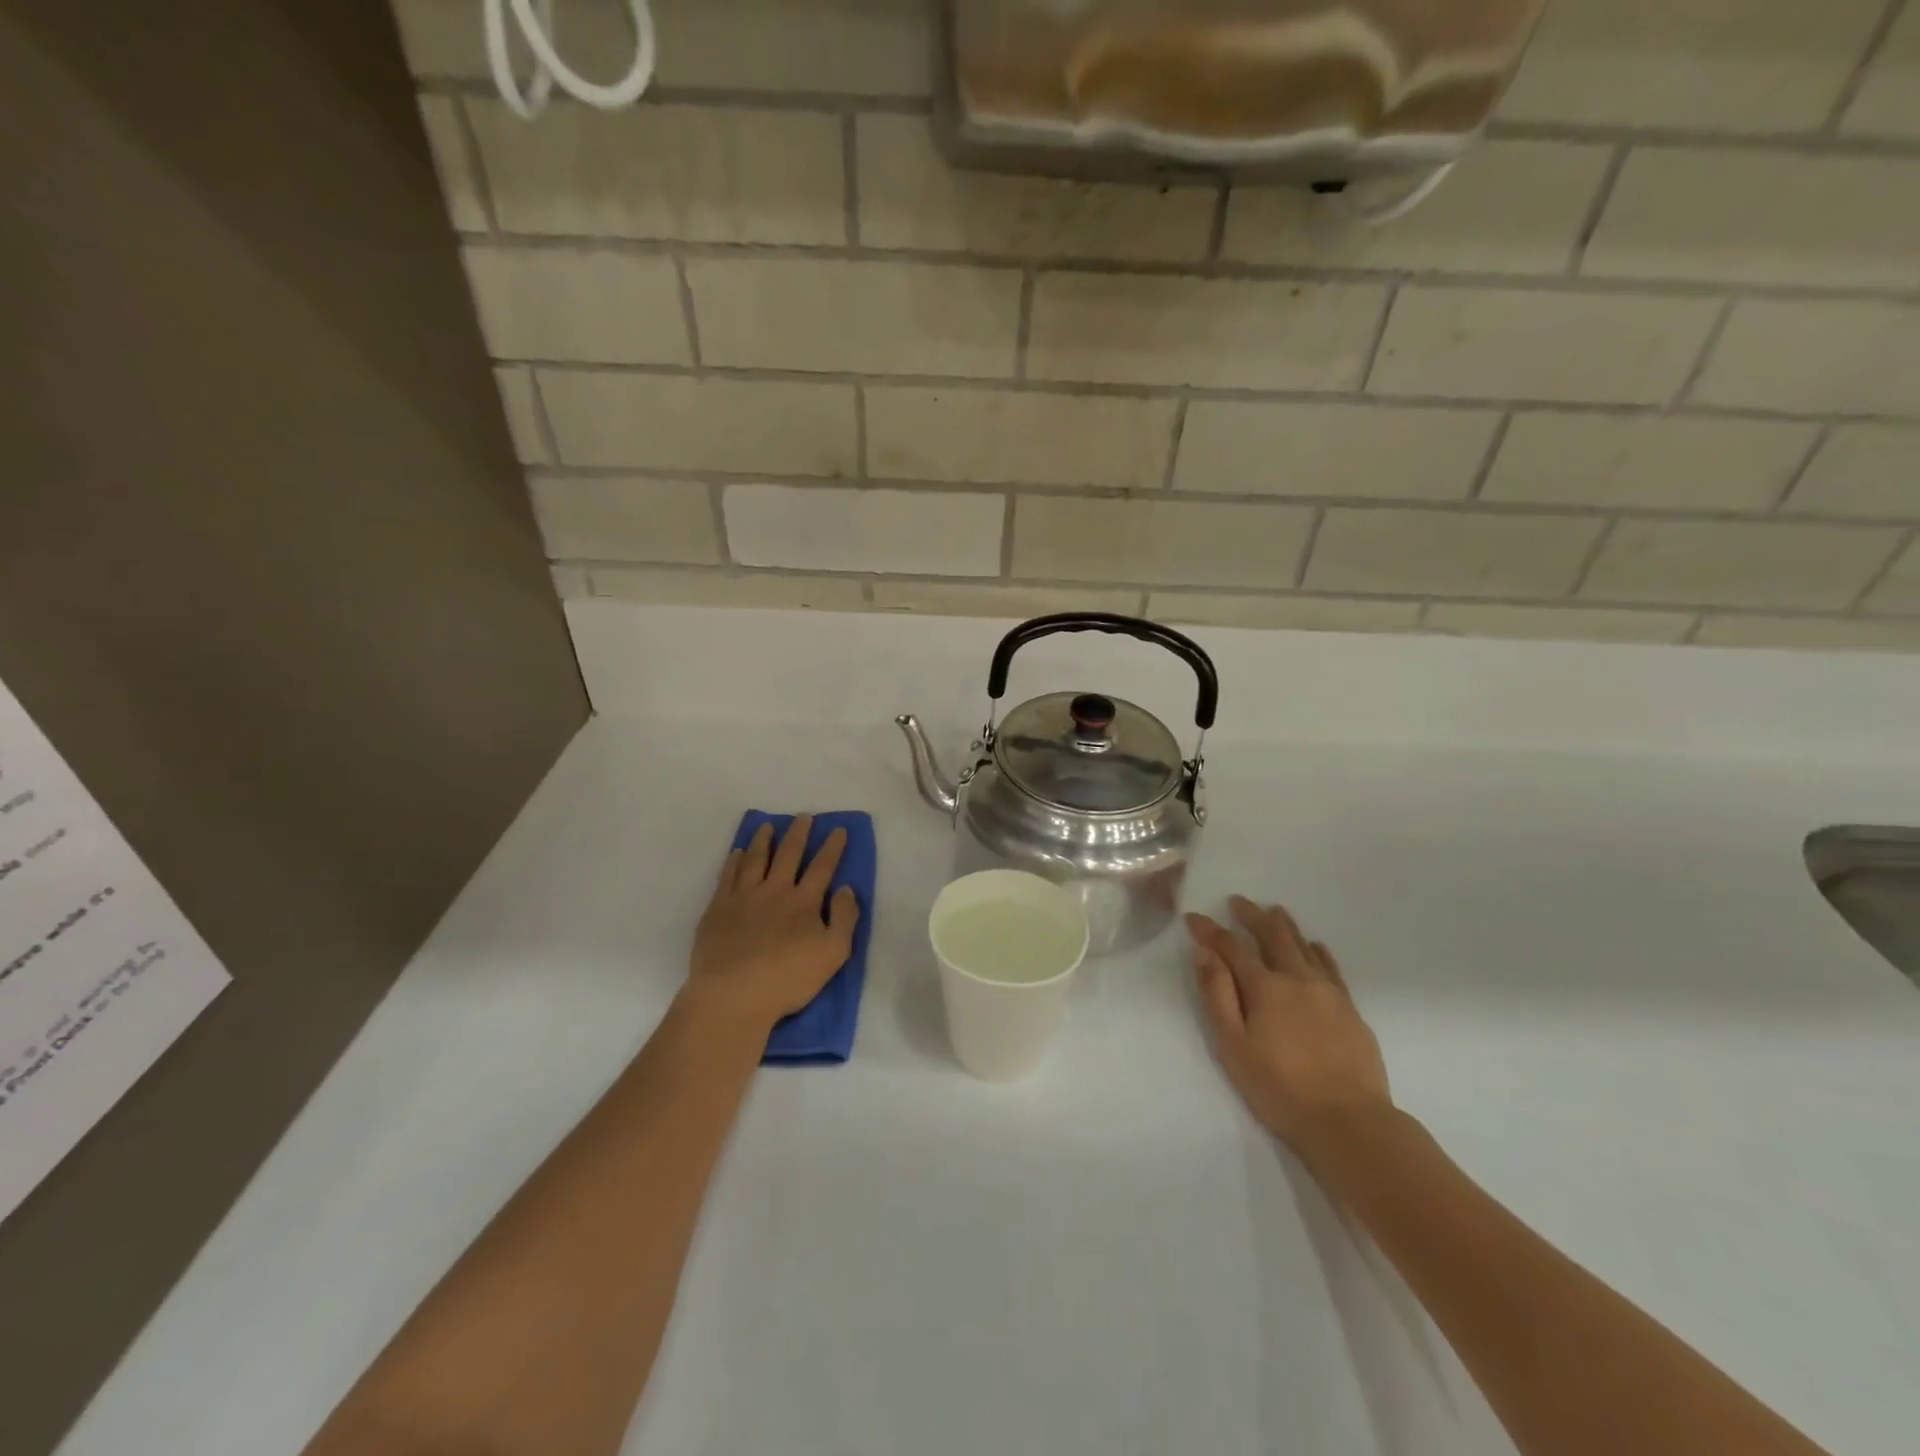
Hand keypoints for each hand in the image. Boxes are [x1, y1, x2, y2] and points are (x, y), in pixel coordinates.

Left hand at [688, 816, 859, 1034]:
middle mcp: (774, 891)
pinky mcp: (717, 909)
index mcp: (804, 902)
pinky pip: (728, 876)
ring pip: (756, 859)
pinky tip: (738, 853)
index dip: (832, 847)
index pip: (822, 867)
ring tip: (768, 826)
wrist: (732, 996)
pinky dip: (735, 861)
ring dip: (764, 840)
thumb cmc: (787, 979)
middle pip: (788, 855)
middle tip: (803, 817)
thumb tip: (845, 888)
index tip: (838, 829)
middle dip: (798, 834)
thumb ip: (844, 918)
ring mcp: (743, 897)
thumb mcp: (833, 954)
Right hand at [1186, 897, 1391, 1154]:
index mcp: (1265, 987)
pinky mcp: (1350, 1009)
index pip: (1231, 947)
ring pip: (1304, 946)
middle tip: (1238, 902)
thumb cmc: (1279, 1088)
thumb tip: (1204, 953)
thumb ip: (1217, 995)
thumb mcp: (1233, 1045)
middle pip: (1272, 936)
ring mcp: (1328, 992)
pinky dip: (1318, 951)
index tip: (1193, 918)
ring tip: (1274, 911)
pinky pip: (1331, 967)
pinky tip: (1315, 946)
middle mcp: (1297, 979)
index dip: (1210, 931)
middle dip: (1252, 916)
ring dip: (1285, 926)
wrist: (1349, 1122)